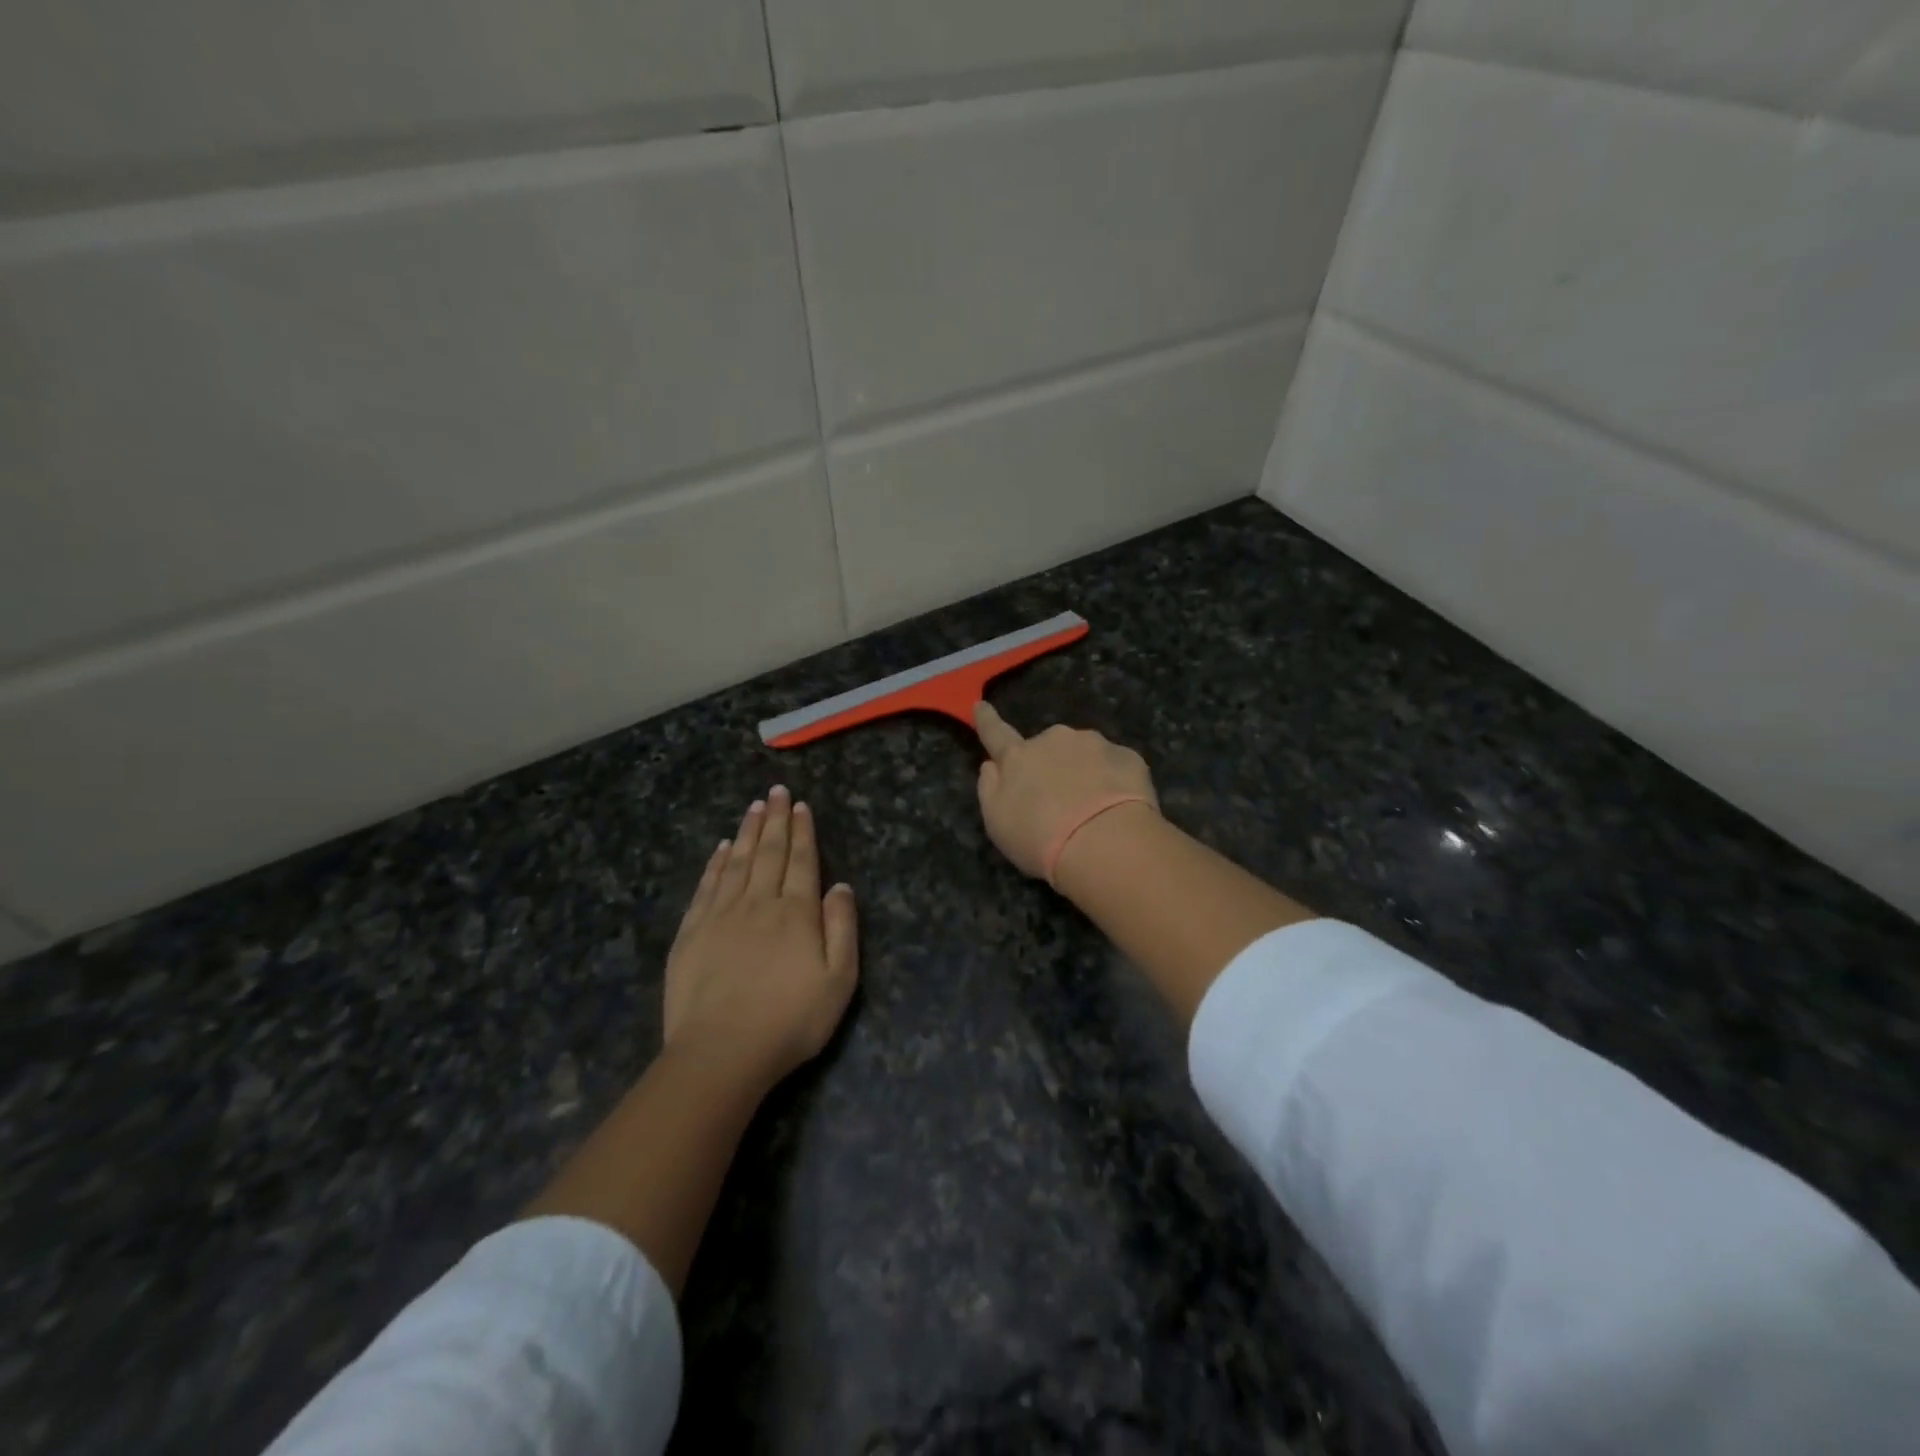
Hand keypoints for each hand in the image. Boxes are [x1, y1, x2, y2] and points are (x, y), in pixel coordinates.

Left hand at [664, 786, 858, 1090]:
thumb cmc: (790, 1021)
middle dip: (774, 820)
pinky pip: (706, 886)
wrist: (721, 1053)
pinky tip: (719, 849)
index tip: (799, 805)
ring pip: (736, 862)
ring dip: (746, 832)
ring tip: (753, 807)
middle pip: (768, 853)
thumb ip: (842, 928)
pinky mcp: (691, 933)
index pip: (801, 861)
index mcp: (796, 913)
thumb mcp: (839, 981)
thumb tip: (840, 886)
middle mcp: (759, 903)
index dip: (802, 832)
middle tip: (775, 791)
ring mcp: (721, 916)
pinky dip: (714, 864)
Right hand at [973, 702, 1158, 880]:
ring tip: (1092, 813)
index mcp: (1018, 757)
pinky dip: (1113, 782)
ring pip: (1084, 755)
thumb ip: (990, 789)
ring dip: (1084, 773)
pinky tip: (1117, 810)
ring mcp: (1094, 744)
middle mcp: (1055, 740)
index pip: (996, 733)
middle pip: (1048, 748)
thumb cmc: (1040, 837)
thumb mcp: (997, 822)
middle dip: (1051, 765)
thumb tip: (991, 765)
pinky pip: (1115, 766)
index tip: (981, 705)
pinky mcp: (1128, 756)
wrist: (1105, 843)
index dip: (987, 720)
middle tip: (1059, 803)